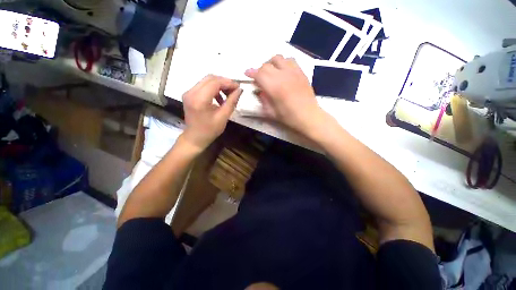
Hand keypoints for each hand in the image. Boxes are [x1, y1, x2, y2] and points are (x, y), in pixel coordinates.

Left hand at [181, 75, 241, 150]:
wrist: (195, 138)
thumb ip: (231, 102)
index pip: (215, 82)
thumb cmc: (210, 130)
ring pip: (207, 81)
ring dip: (219, 85)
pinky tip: (220, 98)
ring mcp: (188, 92)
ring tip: (228, 95)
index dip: (228, 82)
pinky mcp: (189, 94)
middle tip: (234, 90)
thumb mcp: (223, 117)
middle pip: (210, 78)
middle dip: (224, 82)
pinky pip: (203, 86)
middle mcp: (191, 92)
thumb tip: (239, 90)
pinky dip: (213, 89)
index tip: (238, 87)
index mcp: (199, 100)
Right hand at [245, 55, 325, 134]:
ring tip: (271, 72)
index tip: (247, 73)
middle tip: (260, 78)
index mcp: (274, 87)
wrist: (308, 116)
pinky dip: (283, 63)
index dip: (251, 72)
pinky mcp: (301, 72)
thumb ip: (263, 100)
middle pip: (267, 65)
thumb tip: (259, 91)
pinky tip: (283, 72)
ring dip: (271, 63)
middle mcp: (283, 75)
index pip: (259, 74)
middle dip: (260, 70)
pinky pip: (290, 60)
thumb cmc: (289, 117)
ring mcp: (293, 72)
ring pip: (278, 58)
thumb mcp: (271, 112)